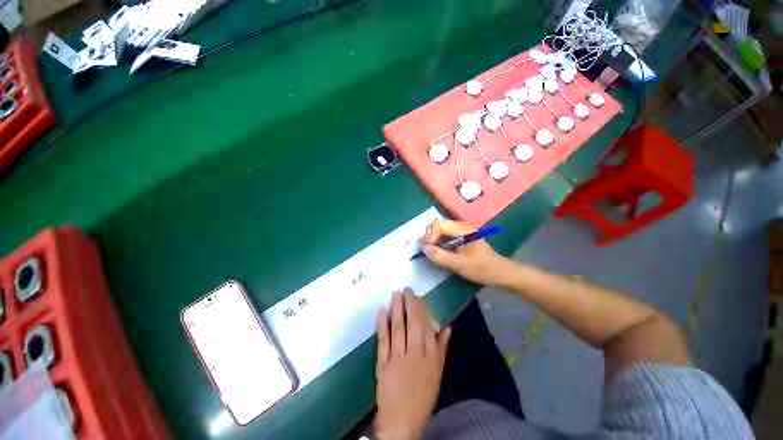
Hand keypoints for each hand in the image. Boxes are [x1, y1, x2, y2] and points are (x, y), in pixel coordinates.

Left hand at [374, 289, 450, 439]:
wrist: (402, 420)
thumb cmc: (423, 396)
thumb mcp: (438, 373)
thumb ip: (442, 349)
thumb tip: (448, 327)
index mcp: (430, 357)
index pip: (426, 327)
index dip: (422, 310)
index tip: (418, 296)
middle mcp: (415, 354)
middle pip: (412, 324)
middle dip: (409, 304)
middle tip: (407, 289)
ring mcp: (397, 357)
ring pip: (398, 327)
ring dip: (397, 309)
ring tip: (396, 294)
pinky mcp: (383, 363)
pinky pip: (383, 340)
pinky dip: (382, 324)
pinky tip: (382, 310)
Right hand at [423, 220, 508, 285]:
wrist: (499, 272)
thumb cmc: (481, 268)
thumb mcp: (459, 264)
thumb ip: (440, 256)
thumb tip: (424, 248)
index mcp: (462, 229)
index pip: (439, 224)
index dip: (430, 236)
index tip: (429, 251)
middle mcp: (460, 226)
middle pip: (438, 224)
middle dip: (430, 237)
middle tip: (430, 252)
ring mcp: (460, 230)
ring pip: (440, 230)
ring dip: (434, 240)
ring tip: (434, 253)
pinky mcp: (460, 236)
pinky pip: (444, 235)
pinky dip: (439, 242)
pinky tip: (441, 252)